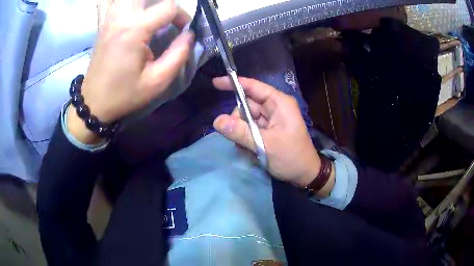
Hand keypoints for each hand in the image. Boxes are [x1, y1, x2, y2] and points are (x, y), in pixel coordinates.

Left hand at [68, 0, 193, 143]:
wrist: (94, 102)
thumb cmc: (124, 94)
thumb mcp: (157, 82)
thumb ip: (179, 55)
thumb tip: (190, 34)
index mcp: (135, 30)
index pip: (169, 7)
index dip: (182, 16)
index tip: (183, 31)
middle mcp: (121, 17)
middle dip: (164, 2)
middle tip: (167, 17)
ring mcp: (109, 18)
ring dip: (145, 1)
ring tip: (151, 12)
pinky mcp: (102, 23)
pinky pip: (109, 2)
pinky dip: (118, 1)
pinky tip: (127, 8)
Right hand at [212, 77, 334, 195]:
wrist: (305, 175)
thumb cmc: (291, 157)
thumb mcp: (265, 145)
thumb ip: (240, 132)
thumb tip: (216, 121)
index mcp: (279, 103)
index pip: (253, 87)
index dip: (234, 83)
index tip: (215, 83)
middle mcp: (275, 107)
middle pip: (247, 105)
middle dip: (239, 121)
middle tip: (239, 138)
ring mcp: (272, 119)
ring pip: (247, 119)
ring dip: (242, 133)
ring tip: (248, 148)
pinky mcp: (270, 130)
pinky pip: (251, 128)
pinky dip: (247, 138)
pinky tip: (251, 150)